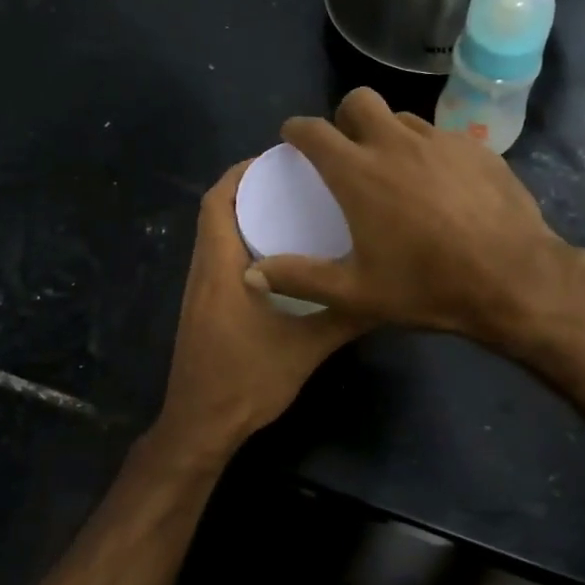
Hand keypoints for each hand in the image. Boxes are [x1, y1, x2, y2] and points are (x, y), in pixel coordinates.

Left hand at [150, 161, 371, 465]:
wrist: (202, 425)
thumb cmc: (248, 380)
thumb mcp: (307, 347)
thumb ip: (344, 316)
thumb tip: (384, 290)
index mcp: (220, 267)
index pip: (217, 202)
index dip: (241, 173)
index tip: (278, 159)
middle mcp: (203, 270)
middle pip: (215, 212)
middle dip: (250, 189)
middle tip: (295, 181)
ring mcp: (199, 291)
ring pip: (216, 236)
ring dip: (245, 216)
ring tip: (291, 209)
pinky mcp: (202, 309)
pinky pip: (220, 259)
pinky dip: (243, 243)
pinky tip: (280, 258)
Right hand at [246, 88, 582, 344]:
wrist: (514, 279)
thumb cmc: (428, 286)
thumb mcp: (356, 294)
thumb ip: (300, 279)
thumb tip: (251, 274)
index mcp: (359, 173)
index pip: (314, 131)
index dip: (296, 130)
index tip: (292, 138)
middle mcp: (396, 144)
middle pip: (359, 100)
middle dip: (344, 116)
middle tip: (347, 147)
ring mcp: (440, 141)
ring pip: (403, 117)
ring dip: (388, 133)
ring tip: (395, 167)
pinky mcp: (477, 148)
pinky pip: (441, 136)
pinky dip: (428, 151)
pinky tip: (440, 183)